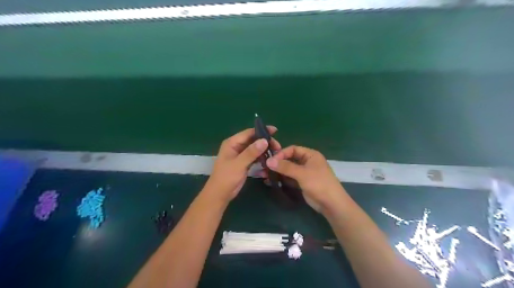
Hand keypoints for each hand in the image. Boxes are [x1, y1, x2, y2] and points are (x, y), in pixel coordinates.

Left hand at [202, 127, 279, 202]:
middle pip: (254, 140)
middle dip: (265, 143)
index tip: (275, 131)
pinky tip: (269, 163)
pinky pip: (255, 158)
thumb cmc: (226, 177)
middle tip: (278, 148)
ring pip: (255, 149)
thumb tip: (265, 140)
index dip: (262, 131)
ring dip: (265, 151)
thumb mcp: (239, 164)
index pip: (249, 133)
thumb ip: (251, 152)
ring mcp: (241, 155)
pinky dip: (262, 159)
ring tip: (276, 155)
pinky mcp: (244, 163)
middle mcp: (237, 146)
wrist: (220, 194)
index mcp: (232, 143)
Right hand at [267, 146, 347, 212]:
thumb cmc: (319, 184)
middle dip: (278, 163)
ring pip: (289, 169)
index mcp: (310, 155)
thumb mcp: (302, 173)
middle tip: (265, 167)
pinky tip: (271, 181)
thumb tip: (268, 161)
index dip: (282, 153)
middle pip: (290, 159)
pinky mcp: (302, 182)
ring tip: (265, 175)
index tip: (271, 160)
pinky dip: (282, 179)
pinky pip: (290, 178)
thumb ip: (285, 167)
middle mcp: (307, 161)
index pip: (293, 149)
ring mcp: (305, 173)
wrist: (331, 204)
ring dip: (278, 171)